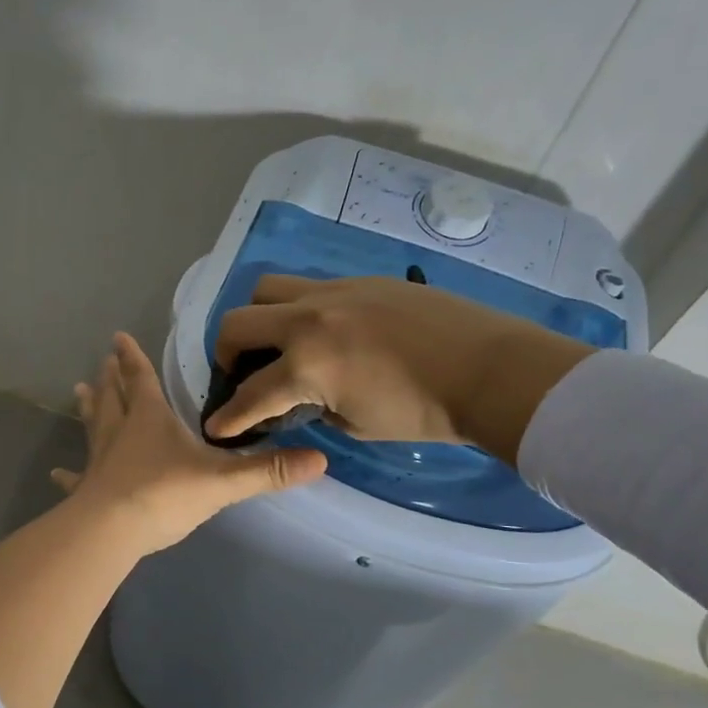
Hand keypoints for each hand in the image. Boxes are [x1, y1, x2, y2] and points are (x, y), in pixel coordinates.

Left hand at [53, 333, 326, 553]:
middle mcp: (120, 432)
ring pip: (93, 427)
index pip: (141, 379)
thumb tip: (321, 460)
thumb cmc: (165, 494)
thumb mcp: (223, 481)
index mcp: (150, 419)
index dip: (132, 358)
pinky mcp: (87, 489)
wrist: (113, 531)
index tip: (117, 337)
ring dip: (89, 409)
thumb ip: (268, 470)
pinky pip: (76, 477)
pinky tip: (56, 472)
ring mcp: (100, 460)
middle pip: (113, 397)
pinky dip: (68, 474)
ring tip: (79, 391)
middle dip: (110, 378)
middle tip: (101, 362)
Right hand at [205, 275, 596, 464]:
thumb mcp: (358, 426)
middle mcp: (308, 320)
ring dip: (257, 316)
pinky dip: (299, 308)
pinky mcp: (360, 280)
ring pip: (267, 288)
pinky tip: (323, 329)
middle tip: (239, 372)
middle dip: (225, 353)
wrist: (492, 370)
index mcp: (307, 366)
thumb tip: (304, 398)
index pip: (248, 395)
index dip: (227, 417)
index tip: (216, 427)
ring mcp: (334, 292)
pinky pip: (310, 286)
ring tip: (274, 339)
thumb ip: (317, 408)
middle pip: (237, 323)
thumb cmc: (426, 413)